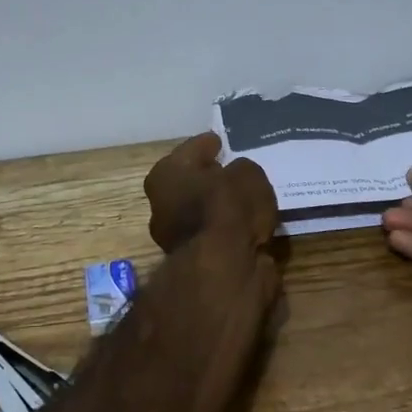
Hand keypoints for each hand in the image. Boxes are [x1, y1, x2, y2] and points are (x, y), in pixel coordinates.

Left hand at [143, 133, 277, 255]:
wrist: (223, 270)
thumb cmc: (226, 208)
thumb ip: (242, 170)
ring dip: (220, 207)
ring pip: (202, 212)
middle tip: (232, 169)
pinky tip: (249, 225)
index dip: (206, 145)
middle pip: (190, 183)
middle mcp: (162, 205)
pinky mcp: (196, 262)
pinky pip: (216, 236)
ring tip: (247, 199)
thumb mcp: (246, 175)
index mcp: (165, 176)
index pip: (189, 151)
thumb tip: (238, 177)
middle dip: (209, 177)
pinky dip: (229, 231)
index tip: (219, 141)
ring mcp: (176, 237)